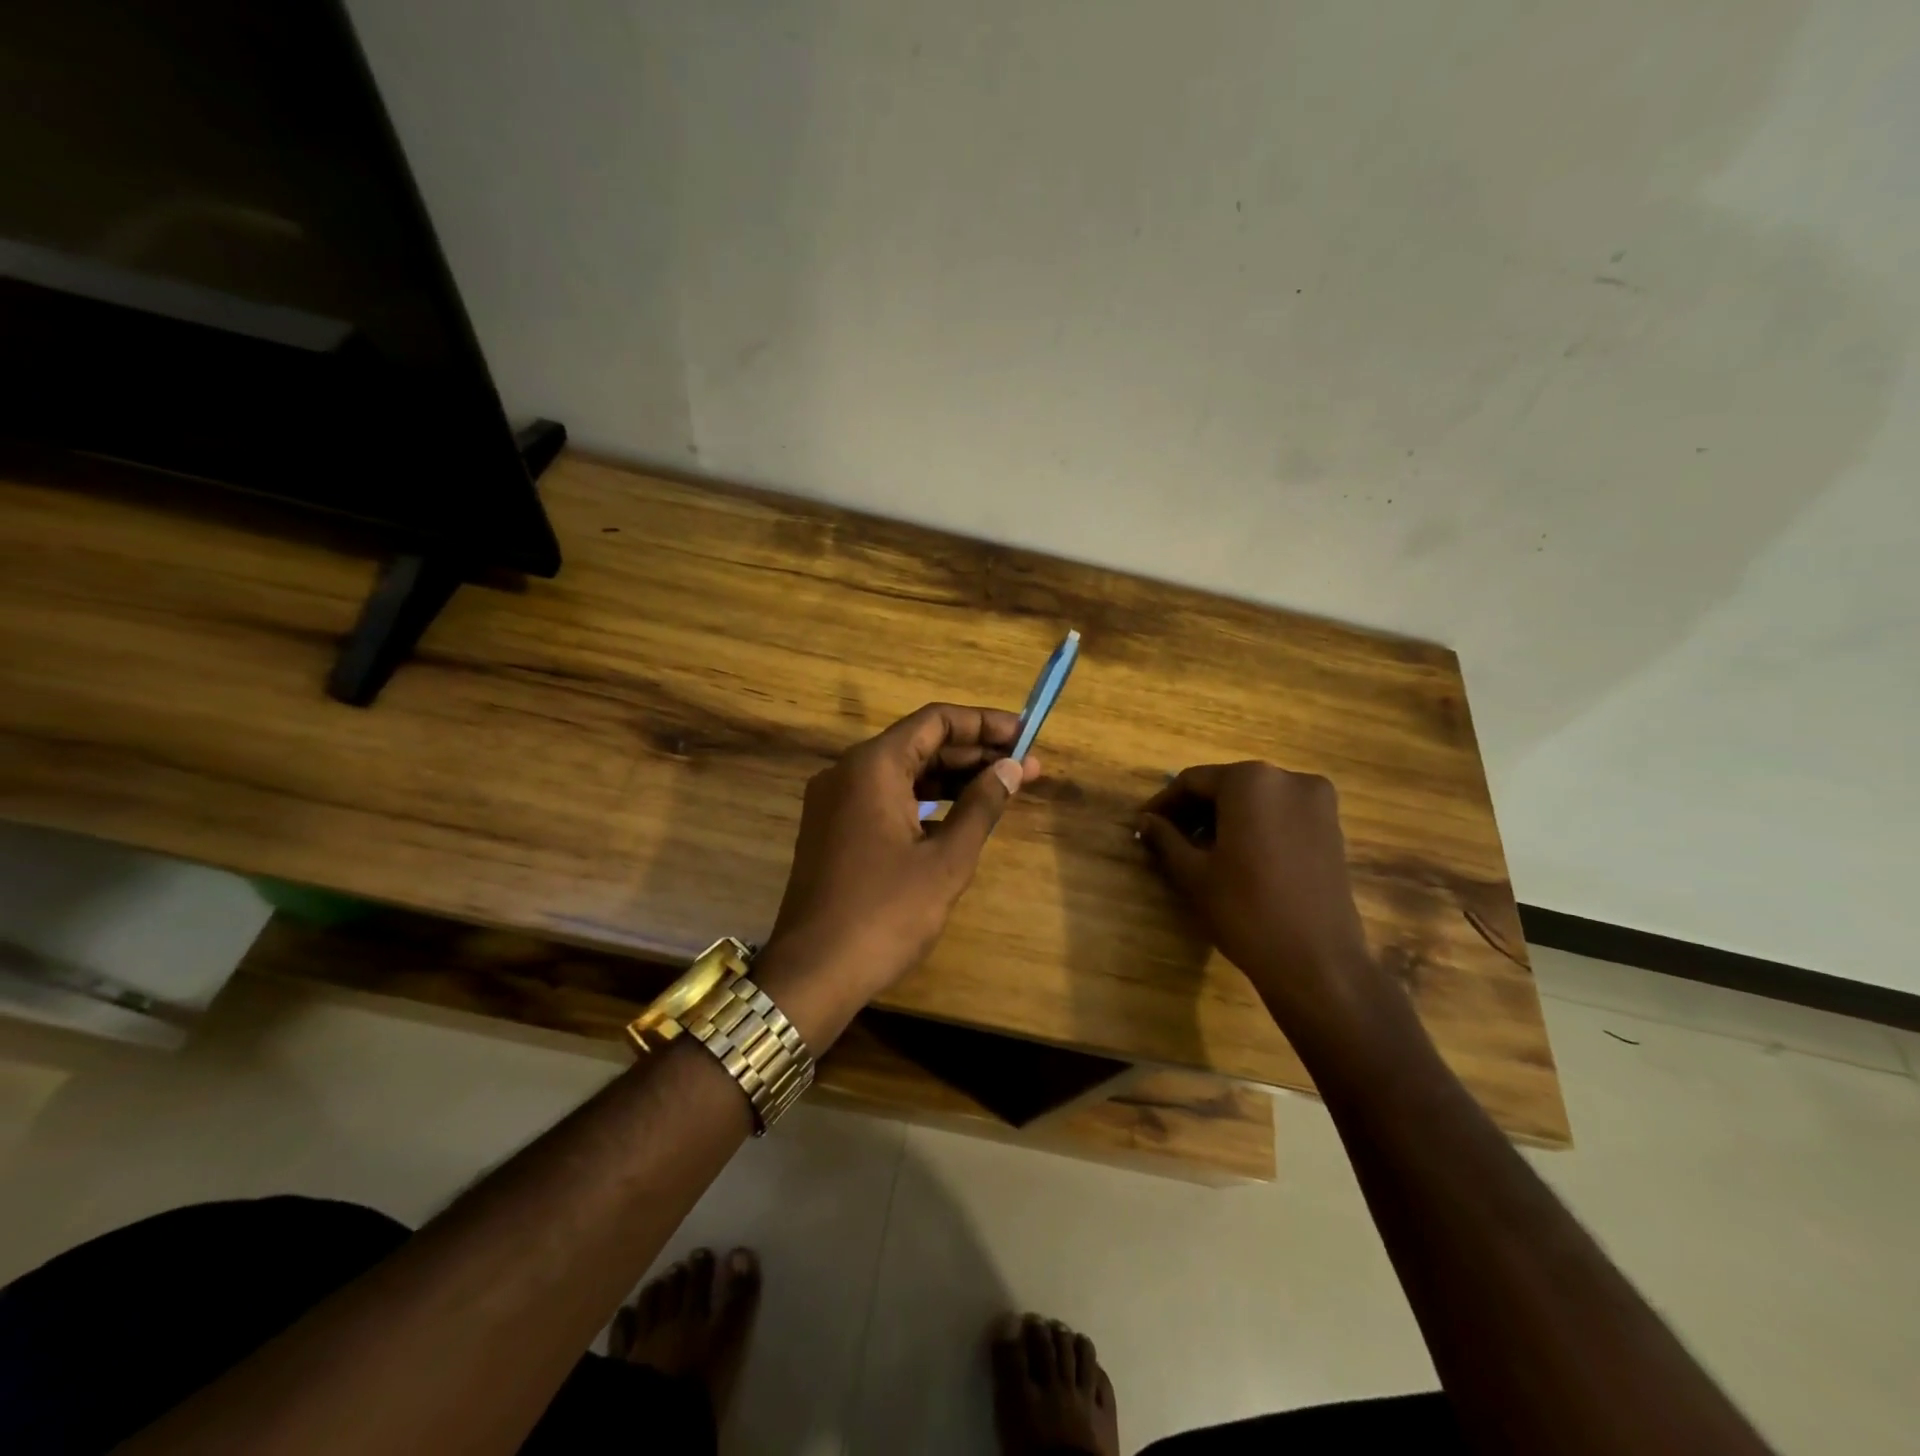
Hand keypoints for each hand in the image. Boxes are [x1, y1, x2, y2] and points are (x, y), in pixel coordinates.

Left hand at [758, 703, 1042, 1037]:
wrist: (814, 973)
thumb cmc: (885, 913)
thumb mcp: (945, 860)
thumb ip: (982, 806)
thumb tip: (1012, 766)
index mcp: (872, 766)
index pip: (935, 721)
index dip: (984, 723)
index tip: (1025, 733)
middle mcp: (848, 772)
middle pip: (920, 744)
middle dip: (974, 753)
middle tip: (1027, 766)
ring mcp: (835, 801)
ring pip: (903, 773)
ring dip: (952, 778)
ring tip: (1004, 787)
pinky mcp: (833, 830)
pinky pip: (885, 798)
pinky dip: (924, 801)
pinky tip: (960, 816)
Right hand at [1137, 761, 1384, 1036]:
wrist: (1317, 962)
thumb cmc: (1245, 910)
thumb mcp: (1194, 873)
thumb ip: (1165, 838)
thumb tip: (1145, 821)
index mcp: (1250, 780)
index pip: (1193, 781)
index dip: (1164, 803)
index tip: (1143, 825)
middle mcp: (1288, 778)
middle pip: (1227, 785)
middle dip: (1195, 810)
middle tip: (1167, 838)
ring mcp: (1317, 801)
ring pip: (1255, 799)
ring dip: (1224, 818)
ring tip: (1198, 849)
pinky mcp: (1332, 827)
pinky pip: (1280, 813)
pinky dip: (1254, 825)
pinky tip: (1236, 855)